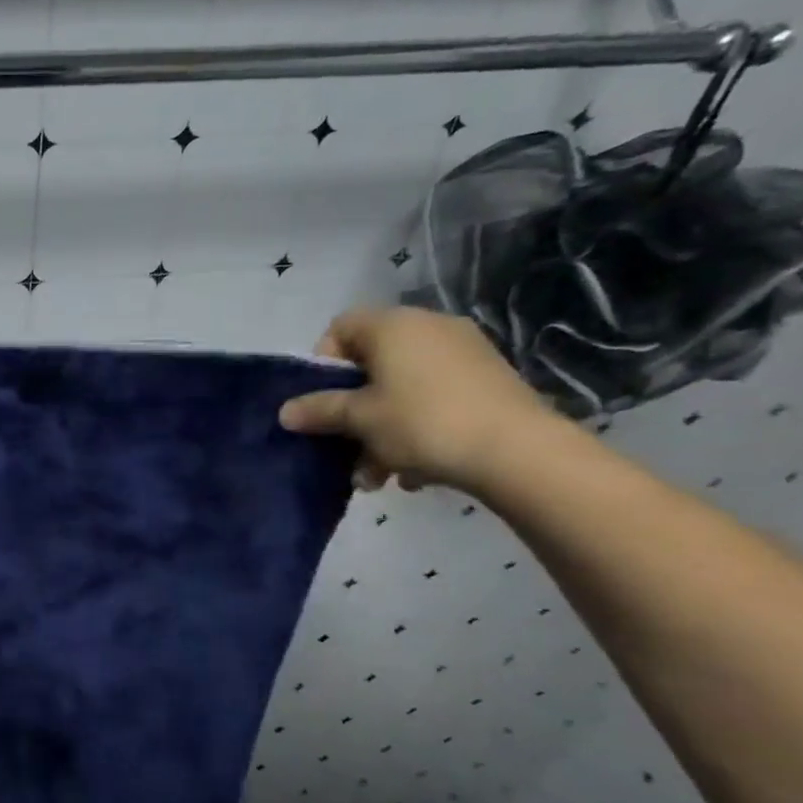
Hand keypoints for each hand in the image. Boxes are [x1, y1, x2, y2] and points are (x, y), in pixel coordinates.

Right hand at [279, 307, 558, 494]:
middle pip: (371, 364)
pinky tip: (415, 471)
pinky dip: (416, 429)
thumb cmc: (422, 423)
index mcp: (393, 325)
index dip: (322, 364)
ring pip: (401, 389)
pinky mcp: (486, 380)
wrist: (517, 450)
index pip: (340, 328)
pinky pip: (433, 399)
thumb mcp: (360, 420)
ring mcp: (463, 352)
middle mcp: (428, 327)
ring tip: (378, 476)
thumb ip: (319, 411)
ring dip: (381, 430)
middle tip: (345, 448)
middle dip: (352, 410)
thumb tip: (285, 411)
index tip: (321, 402)